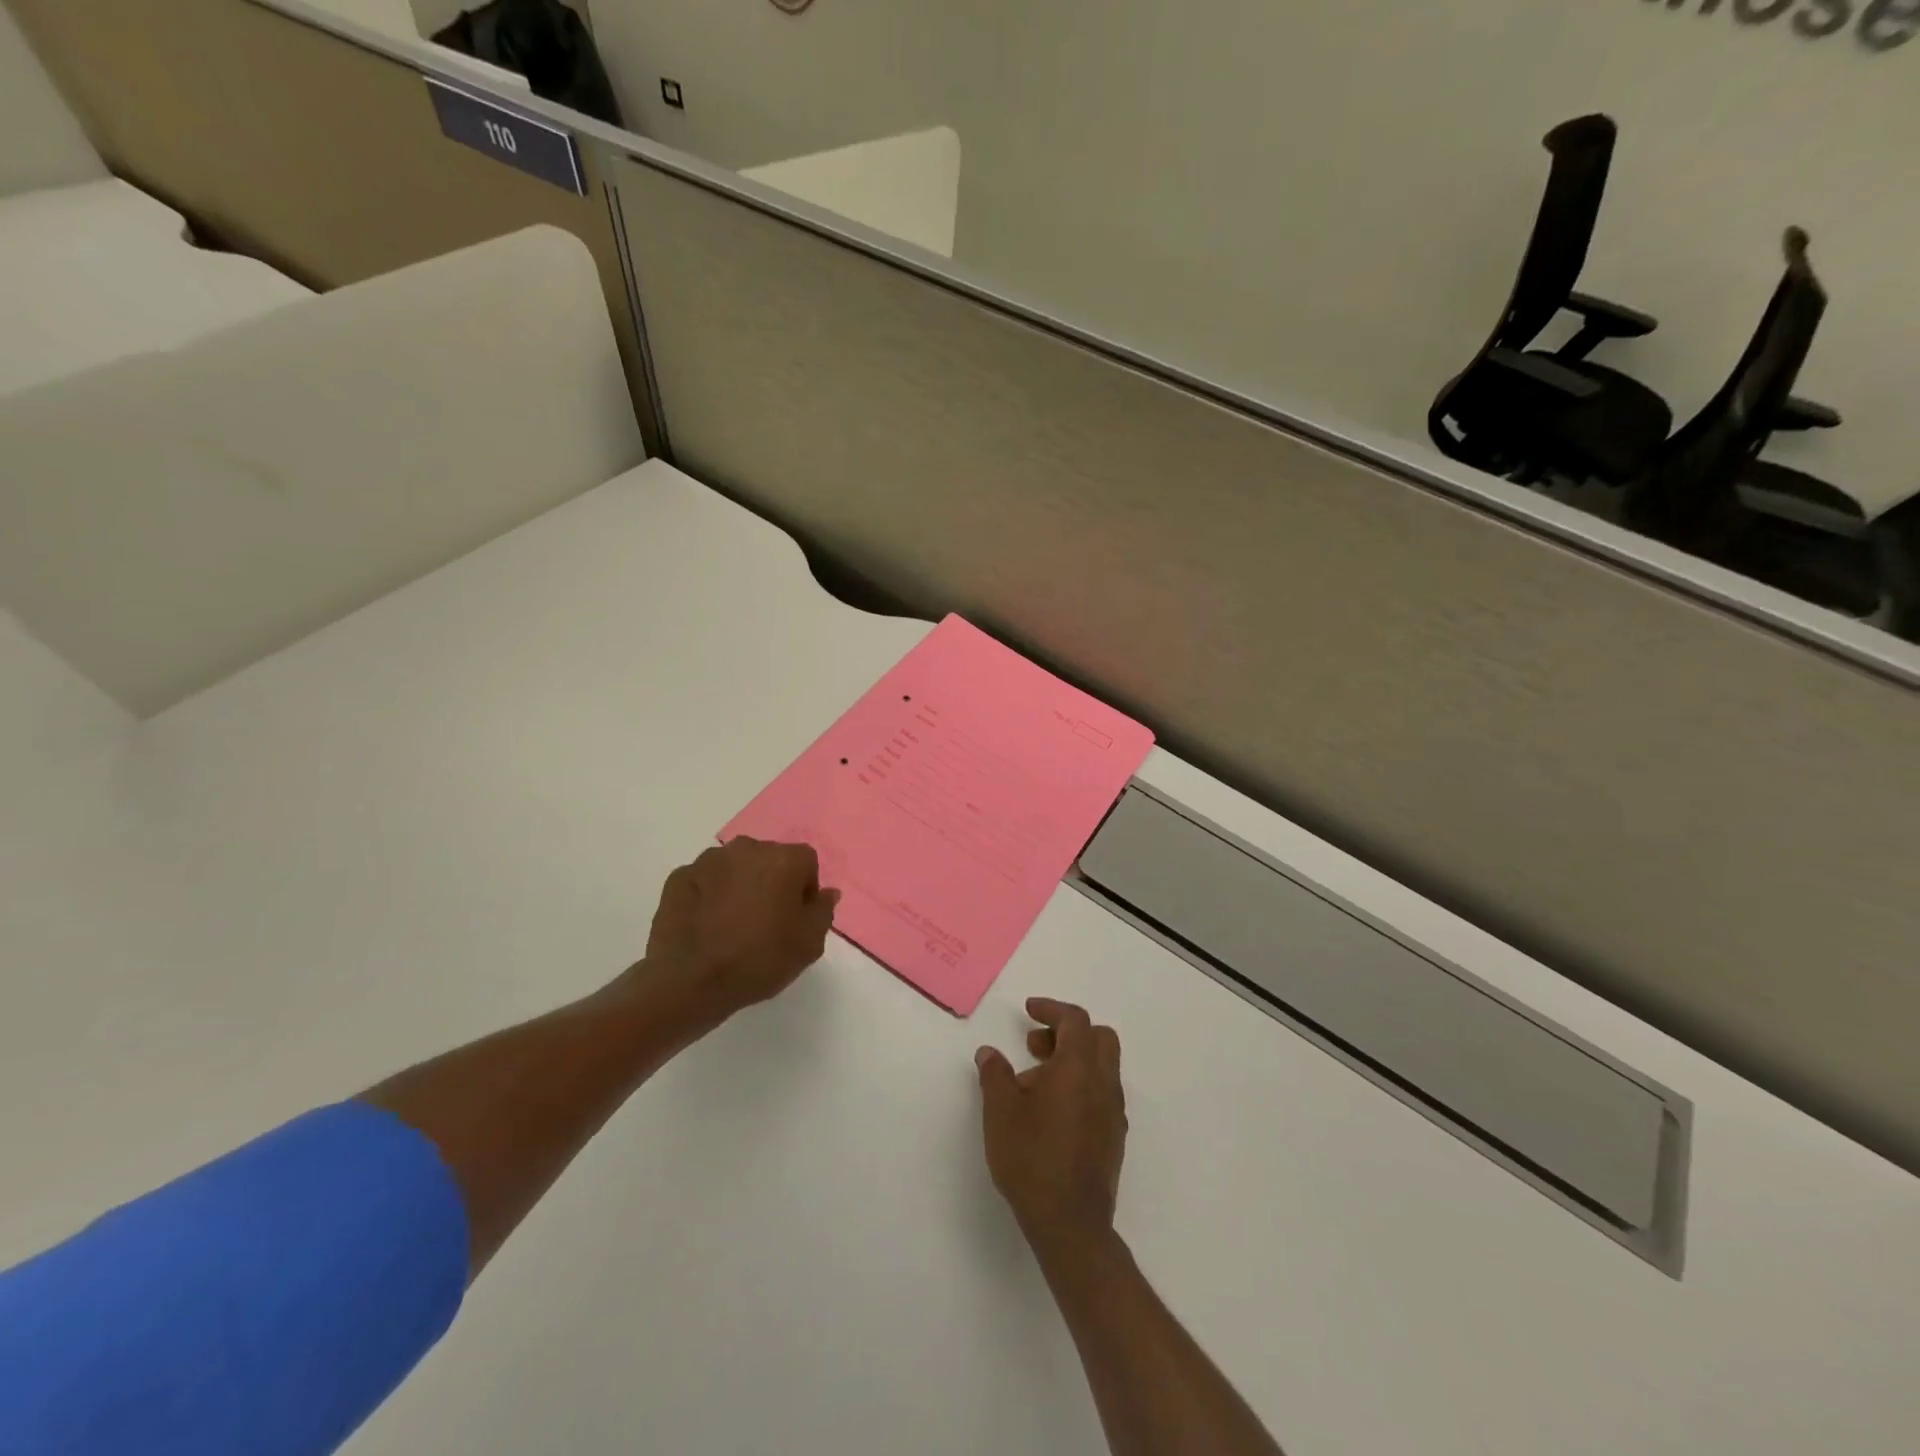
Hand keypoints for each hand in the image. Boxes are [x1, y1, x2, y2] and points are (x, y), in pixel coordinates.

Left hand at [642, 837, 839, 1016]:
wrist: (690, 981)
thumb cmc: (759, 959)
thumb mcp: (809, 944)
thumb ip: (823, 911)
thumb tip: (827, 892)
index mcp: (783, 859)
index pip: (806, 863)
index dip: (805, 890)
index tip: (795, 919)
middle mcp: (747, 848)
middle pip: (770, 859)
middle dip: (771, 883)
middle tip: (766, 921)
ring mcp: (708, 860)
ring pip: (735, 867)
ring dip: (739, 885)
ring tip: (732, 923)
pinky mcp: (679, 877)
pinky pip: (705, 881)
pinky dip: (709, 895)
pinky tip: (706, 925)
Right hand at [975, 998, 1127, 1254]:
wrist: (1071, 1224)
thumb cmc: (1032, 1160)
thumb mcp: (1000, 1112)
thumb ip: (994, 1075)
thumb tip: (989, 1053)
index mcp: (1079, 1068)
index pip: (1075, 1020)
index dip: (1051, 1009)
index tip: (1029, 1011)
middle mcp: (1104, 1083)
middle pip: (1098, 1038)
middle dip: (1066, 1032)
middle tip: (1033, 1047)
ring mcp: (1114, 1112)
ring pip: (1102, 1066)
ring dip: (1072, 1061)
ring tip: (1034, 1085)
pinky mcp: (1114, 1137)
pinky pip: (1102, 1093)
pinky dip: (1080, 1085)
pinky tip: (1052, 1112)